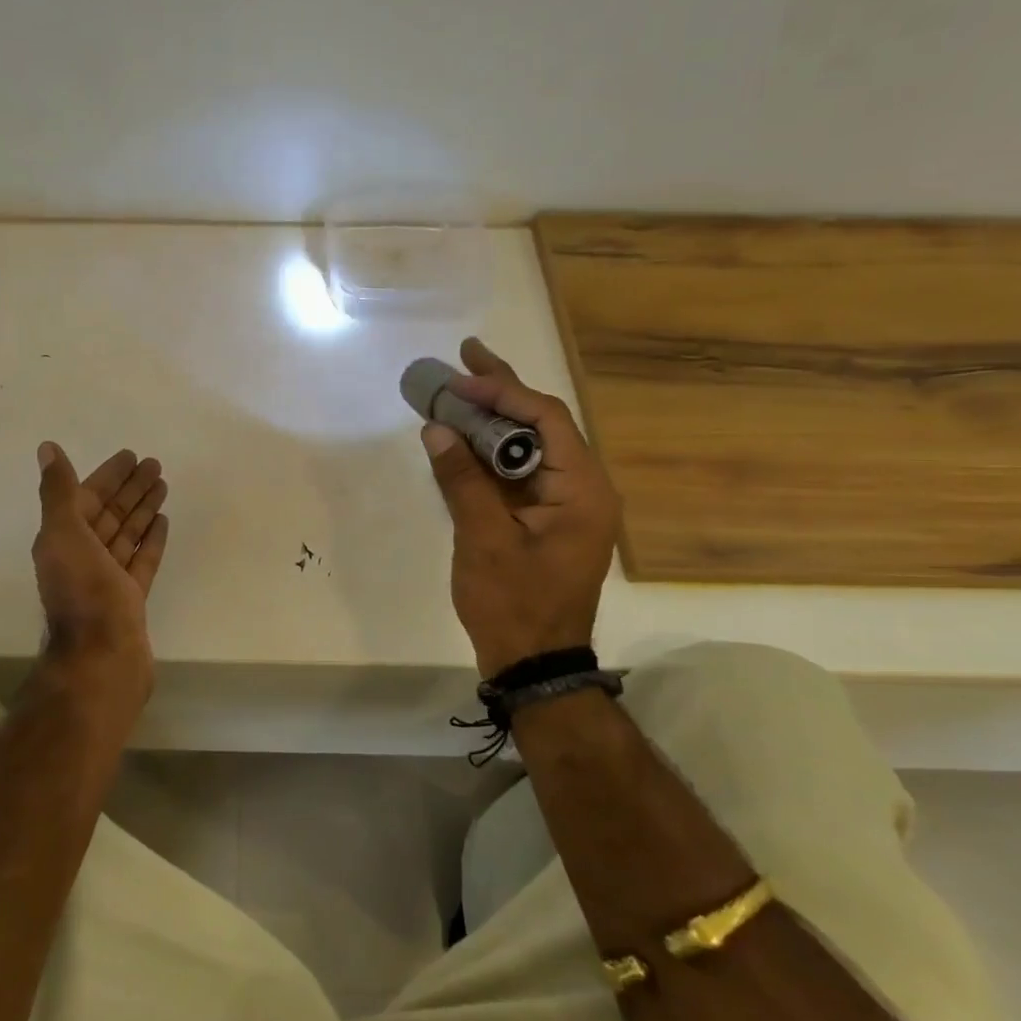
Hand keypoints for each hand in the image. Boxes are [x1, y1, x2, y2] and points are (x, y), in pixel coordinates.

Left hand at [30, 442, 170, 697]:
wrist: (101, 657)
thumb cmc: (82, 592)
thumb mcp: (64, 534)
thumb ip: (58, 492)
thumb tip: (47, 448)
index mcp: (63, 540)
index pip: (87, 497)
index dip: (108, 475)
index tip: (131, 456)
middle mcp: (82, 556)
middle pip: (109, 513)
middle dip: (130, 488)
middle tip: (154, 465)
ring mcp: (107, 578)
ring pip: (126, 534)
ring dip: (142, 509)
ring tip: (163, 486)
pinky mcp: (129, 597)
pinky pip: (140, 561)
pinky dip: (150, 540)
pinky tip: (163, 522)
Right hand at [421, 338, 619, 673]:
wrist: (533, 664)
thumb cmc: (514, 603)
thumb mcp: (484, 539)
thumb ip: (462, 480)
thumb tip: (437, 428)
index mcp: (582, 489)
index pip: (546, 420)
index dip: (502, 393)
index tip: (460, 378)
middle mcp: (583, 489)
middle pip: (542, 425)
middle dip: (502, 391)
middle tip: (466, 356)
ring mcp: (565, 505)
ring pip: (530, 447)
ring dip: (494, 419)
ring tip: (459, 387)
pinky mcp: (546, 519)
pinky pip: (520, 472)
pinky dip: (491, 451)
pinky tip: (464, 436)